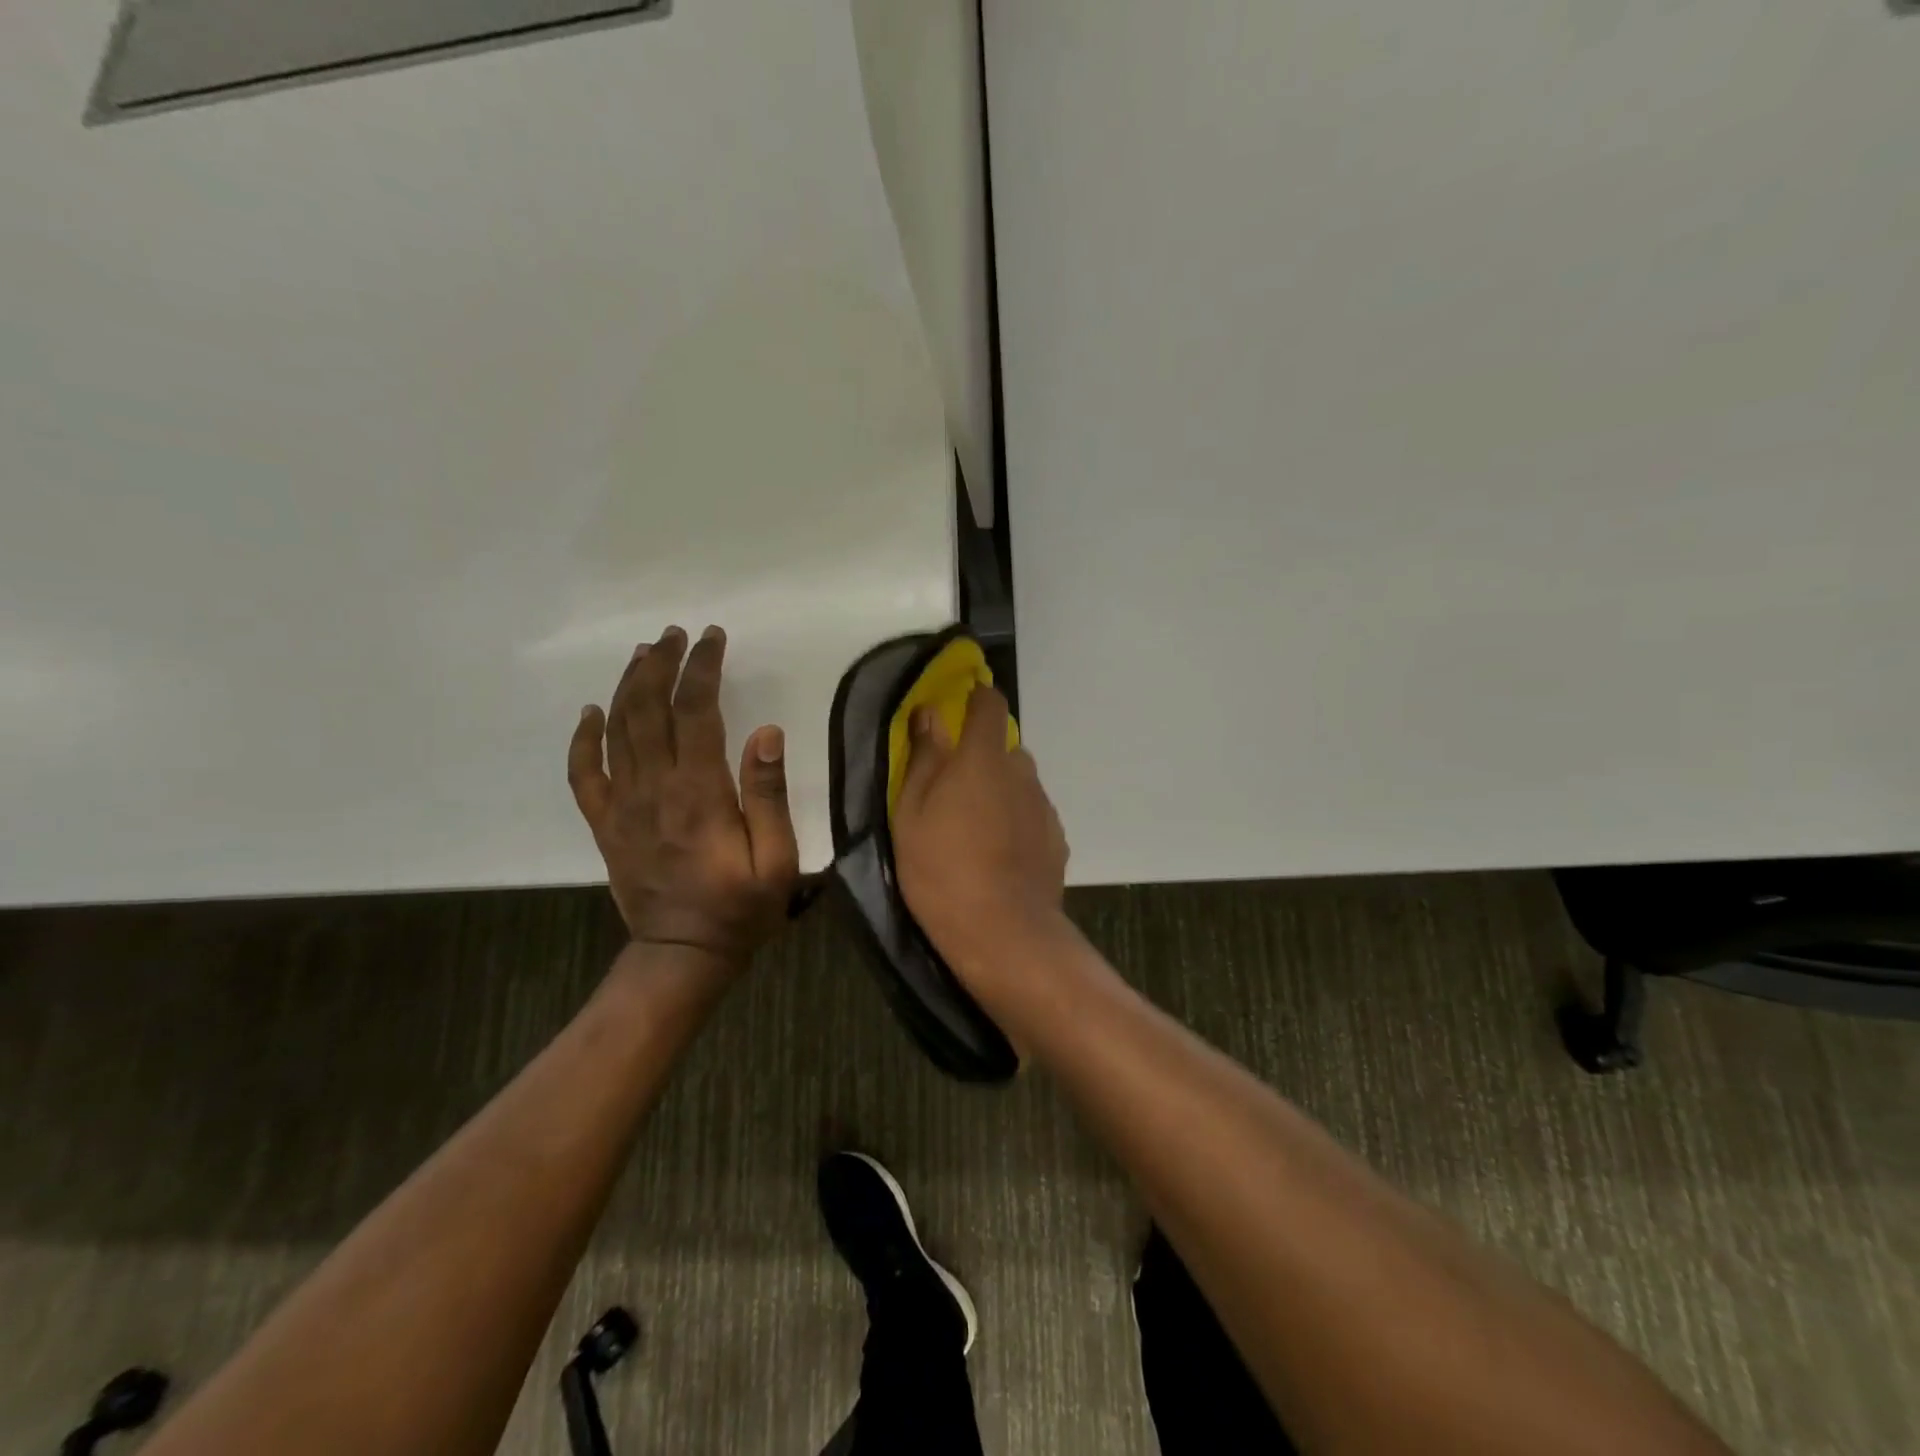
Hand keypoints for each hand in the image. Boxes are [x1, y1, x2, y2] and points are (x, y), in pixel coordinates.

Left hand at [568, 625, 799, 968]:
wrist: (683, 953)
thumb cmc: (741, 907)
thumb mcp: (777, 858)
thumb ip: (768, 794)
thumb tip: (766, 732)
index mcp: (699, 792)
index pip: (696, 712)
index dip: (701, 668)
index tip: (712, 638)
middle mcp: (654, 788)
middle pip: (649, 709)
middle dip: (662, 664)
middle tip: (676, 634)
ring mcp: (623, 805)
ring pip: (616, 730)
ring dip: (628, 686)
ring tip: (644, 653)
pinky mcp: (605, 824)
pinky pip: (583, 774)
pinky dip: (583, 739)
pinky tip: (591, 712)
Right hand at [892, 686, 1068, 983]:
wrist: (1003, 932)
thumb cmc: (942, 870)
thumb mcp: (911, 815)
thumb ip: (923, 759)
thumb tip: (929, 714)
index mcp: (983, 758)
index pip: (990, 704)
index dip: (976, 698)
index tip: (960, 708)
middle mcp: (1021, 773)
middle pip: (1004, 749)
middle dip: (982, 759)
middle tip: (954, 793)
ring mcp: (1044, 806)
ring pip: (1020, 784)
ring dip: (1000, 793)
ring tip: (976, 832)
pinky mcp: (1057, 838)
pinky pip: (1032, 815)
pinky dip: (1017, 822)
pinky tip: (1000, 856)